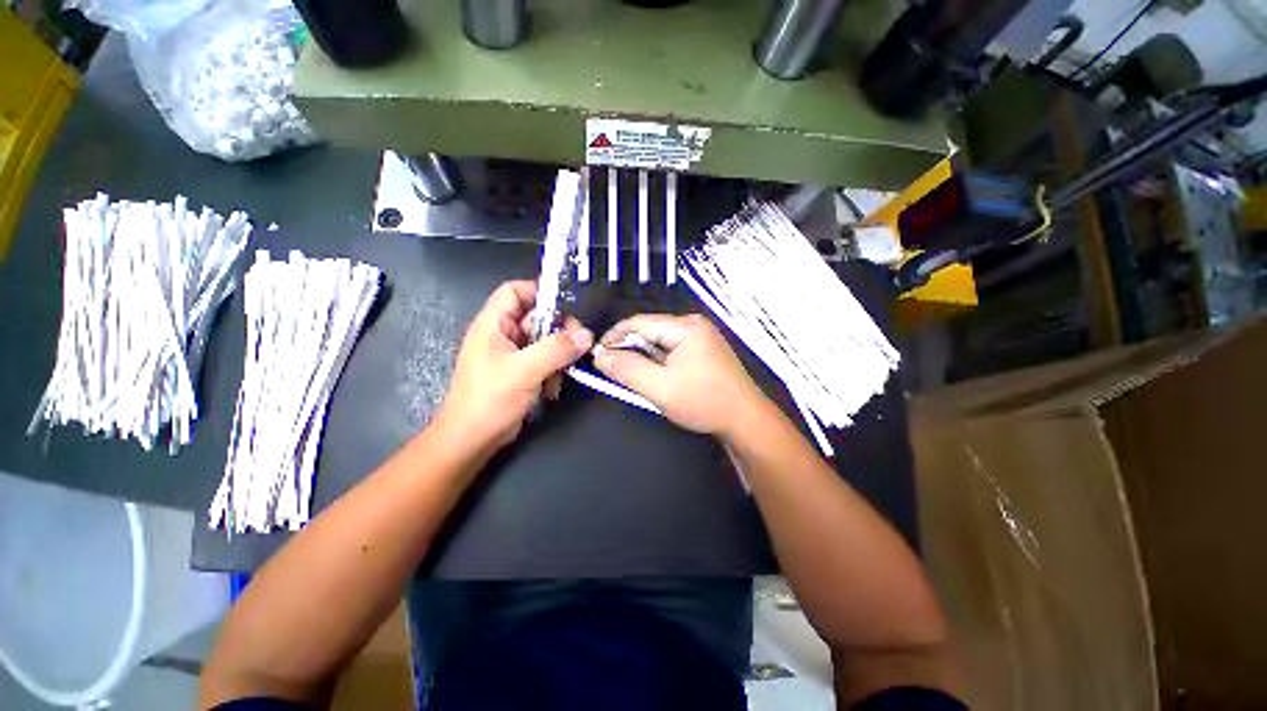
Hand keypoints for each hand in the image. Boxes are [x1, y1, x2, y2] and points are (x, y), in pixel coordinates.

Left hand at [437, 280, 592, 449]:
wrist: (471, 440)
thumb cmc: (490, 399)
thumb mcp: (525, 370)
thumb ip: (556, 349)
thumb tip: (587, 335)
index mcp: (493, 324)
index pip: (515, 291)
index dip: (539, 292)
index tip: (566, 308)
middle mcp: (502, 335)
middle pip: (536, 317)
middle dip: (558, 331)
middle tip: (577, 344)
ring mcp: (511, 355)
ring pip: (544, 341)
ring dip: (558, 355)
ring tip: (564, 371)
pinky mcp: (519, 372)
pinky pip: (543, 360)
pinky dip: (552, 370)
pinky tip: (553, 388)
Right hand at [593, 314, 767, 436]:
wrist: (746, 422)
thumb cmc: (704, 402)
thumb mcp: (660, 388)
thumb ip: (627, 370)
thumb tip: (601, 356)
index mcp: (685, 327)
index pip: (639, 322)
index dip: (614, 337)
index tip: (596, 355)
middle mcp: (693, 326)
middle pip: (650, 331)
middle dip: (628, 350)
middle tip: (611, 370)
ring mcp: (701, 340)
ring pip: (659, 344)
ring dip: (642, 359)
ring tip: (631, 377)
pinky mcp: (703, 354)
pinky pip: (671, 353)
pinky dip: (657, 364)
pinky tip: (653, 379)